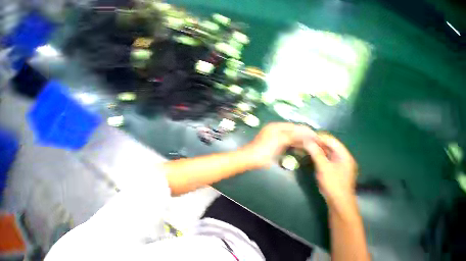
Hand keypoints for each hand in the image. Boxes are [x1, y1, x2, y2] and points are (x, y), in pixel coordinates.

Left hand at [244, 123, 316, 168]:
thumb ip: (292, 136)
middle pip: (293, 131)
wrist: (251, 158)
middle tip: (316, 141)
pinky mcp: (275, 144)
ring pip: (290, 137)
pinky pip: (287, 142)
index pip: (294, 126)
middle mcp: (276, 129)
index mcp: (276, 126)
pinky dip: (294, 144)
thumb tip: (307, 133)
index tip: (316, 135)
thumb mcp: (278, 141)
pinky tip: (301, 147)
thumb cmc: (264, 149)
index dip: (305, 130)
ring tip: (312, 145)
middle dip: (304, 135)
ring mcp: (275, 137)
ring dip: (300, 140)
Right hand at [304, 133, 357, 205]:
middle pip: (329, 145)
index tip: (306, 136)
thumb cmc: (333, 183)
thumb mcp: (324, 167)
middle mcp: (342, 157)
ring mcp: (338, 162)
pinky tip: (309, 153)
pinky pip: (324, 157)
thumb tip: (307, 141)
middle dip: (316, 142)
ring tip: (305, 145)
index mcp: (344, 155)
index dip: (319, 137)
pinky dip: (317, 154)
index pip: (331, 141)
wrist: (338, 201)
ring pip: (326, 151)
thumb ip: (316, 153)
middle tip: (304, 141)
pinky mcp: (333, 167)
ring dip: (316, 148)